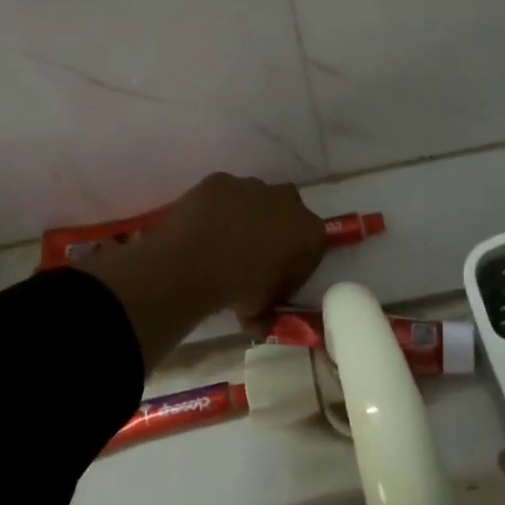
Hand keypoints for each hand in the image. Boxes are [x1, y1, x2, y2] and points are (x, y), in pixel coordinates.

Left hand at [77, 174, 324, 368]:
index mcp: (309, 232)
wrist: (192, 264)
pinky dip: (218, 209)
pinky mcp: (220, 180)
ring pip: (256, 200)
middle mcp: (288, 201)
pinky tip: (204, 229)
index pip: (311, 247)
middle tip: (254, 257)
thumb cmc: (238, 289)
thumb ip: (268, 313)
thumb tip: (261, 324)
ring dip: (247, 216)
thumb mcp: (261, 311)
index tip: (278, 281)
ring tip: (224, 243)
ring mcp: (252, 186)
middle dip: (276, 231)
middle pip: (288, 214)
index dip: (296, 265)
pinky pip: (224, 195)